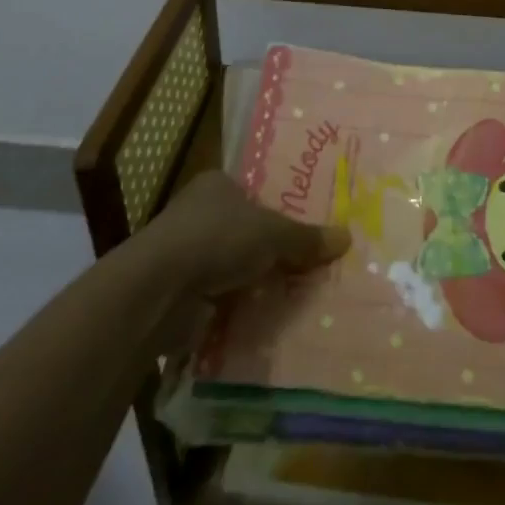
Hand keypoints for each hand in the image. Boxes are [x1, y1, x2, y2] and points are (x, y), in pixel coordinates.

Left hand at [142, 171, 351, 300]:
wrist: (157, 290)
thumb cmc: (217, 239)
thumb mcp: (273, 233)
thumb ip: (307, 238)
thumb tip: (347, 237)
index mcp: (217, 185)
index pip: (254, 192)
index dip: (278, 208)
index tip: (305, 229)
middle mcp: (197, 213)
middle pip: (245, 230)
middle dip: (269, 250)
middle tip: (308, 265)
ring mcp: (184, 254)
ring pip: (232, 266)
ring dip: (253, 281)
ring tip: (294, 296)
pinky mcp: (178, 293)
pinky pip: (218, 298)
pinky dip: (236, 308)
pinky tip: (264, 319)